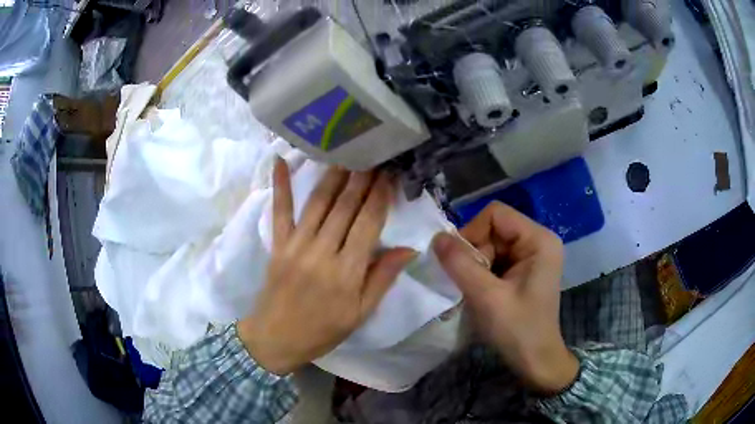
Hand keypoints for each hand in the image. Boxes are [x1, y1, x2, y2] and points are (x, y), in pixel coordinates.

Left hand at [237, 159, 415, 374]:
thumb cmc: (323, 330)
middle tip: (374, 155)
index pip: (368, 223)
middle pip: (345, 207)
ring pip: (318, 202)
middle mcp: (322, 251)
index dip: (380, 196)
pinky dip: (280, 185)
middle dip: (362, 178)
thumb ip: (383, 278)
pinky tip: (280, 160)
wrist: (276, 338)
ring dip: (334, 175)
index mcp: (347, 272)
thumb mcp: (360, 313)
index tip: (390, 174)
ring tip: (347, 153)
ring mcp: (296, 245)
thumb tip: (408, 249)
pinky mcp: (277, 244)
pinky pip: (280, 210)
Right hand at [433, 202, 577, 393]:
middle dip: (475, 253)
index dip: (472, 232)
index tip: (460, 262)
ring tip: (476, 291)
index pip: (496, 214)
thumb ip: (460, 264)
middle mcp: (538, 240)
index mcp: (538, 240)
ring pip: (491, 244)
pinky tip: (482, 292)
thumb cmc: (517, 329)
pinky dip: (483, 272)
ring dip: (477, 265)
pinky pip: (496, 258)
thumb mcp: (486, 297)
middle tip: (469, 283)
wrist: (535, 360)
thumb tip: (436, 238)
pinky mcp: (525, 269)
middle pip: (493, 228)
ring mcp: (532, 255)